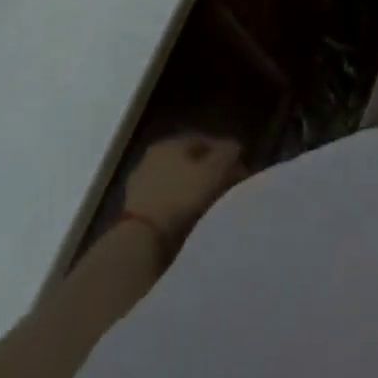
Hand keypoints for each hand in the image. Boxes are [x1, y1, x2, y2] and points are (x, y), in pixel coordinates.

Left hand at [123, 134, 246, 247]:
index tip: (241, 167)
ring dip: (196, 188)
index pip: (204, 139)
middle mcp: (152, 157)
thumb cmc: (182, 196)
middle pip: (190, 160)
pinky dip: (182, 204)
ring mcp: (141, 183)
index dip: (225, 152)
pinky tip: (194, 216)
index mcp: (170, 143)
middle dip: (212, 171)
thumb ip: (228, 153)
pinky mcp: (136, 208)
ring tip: (215, 203)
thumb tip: (234, 147)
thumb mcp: (215, 170)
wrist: (142, 238)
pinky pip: (168, 200)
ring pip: (179, 180)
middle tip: (230, 184)